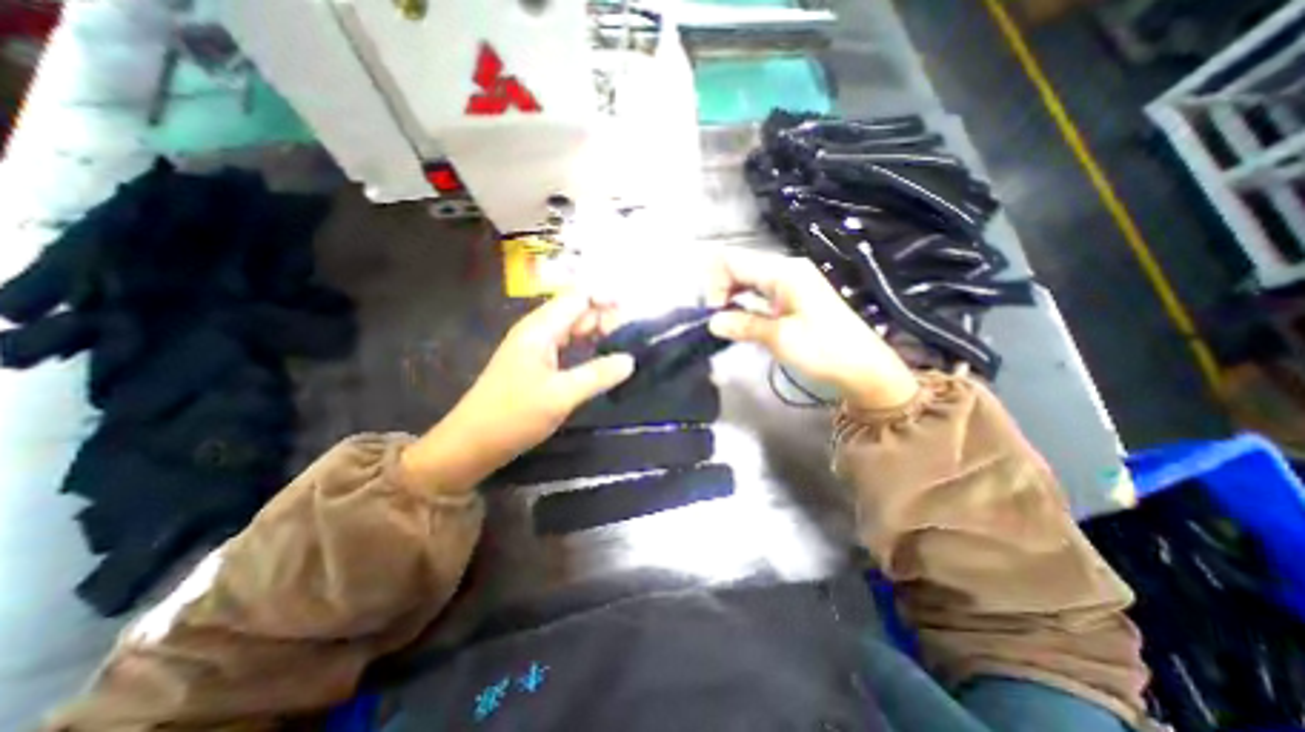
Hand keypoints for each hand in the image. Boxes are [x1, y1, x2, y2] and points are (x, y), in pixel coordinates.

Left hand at [404, 294, 636, 494]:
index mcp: (540, 329)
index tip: (631, 316)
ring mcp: (534, 347)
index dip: (605, 299)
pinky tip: (599, 360)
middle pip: (576, 310)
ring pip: (571, 328)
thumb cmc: (514, 416)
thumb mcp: (561, 396)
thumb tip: (630, 360)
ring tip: (621, 346)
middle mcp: (537, 331)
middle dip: (604, 317)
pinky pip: (565, 345)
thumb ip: (598, 375)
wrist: (470, 444)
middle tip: (631, 338)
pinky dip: (585, 347)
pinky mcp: (535, 364)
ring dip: (596, 332)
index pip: (577, 297)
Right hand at [703, 251, 915, 410]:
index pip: (733, 261)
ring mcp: (790, 282)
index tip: (714, 315)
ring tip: (726, 322)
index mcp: (783, 271)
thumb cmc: (824, 351)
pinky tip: (740, 319)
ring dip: (731, 296)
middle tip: (718, 320)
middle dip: (720, 289)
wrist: (863, 368)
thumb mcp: (780, 339)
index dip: (715, 284)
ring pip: (747, 279)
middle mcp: (785, 269)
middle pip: (739, 266)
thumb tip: (712, 322)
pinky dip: (744, 302)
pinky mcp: (792, 296)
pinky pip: (758, 291)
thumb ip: (744, 325)